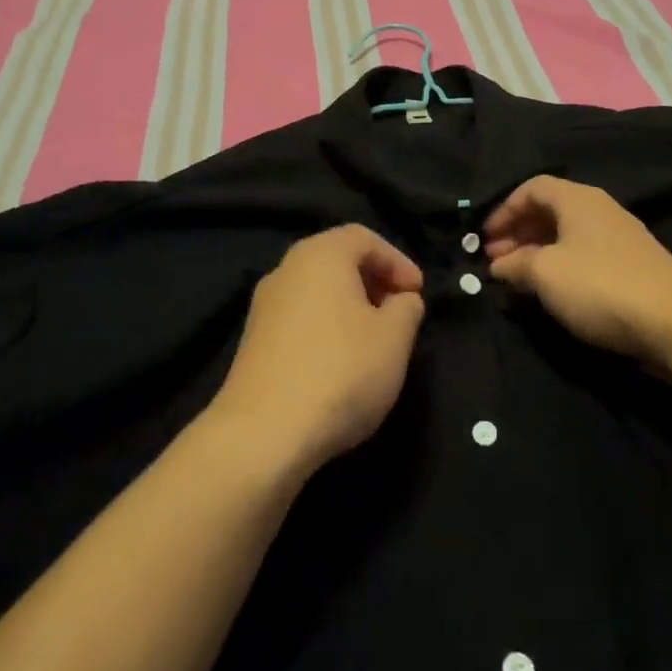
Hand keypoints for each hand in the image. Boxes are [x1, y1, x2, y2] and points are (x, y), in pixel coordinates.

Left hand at [212, 225, 426, 475]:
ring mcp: (264, 306)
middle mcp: (286, 270)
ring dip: (350, 306)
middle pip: (337, 260)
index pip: (364, 238)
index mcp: (320, 255)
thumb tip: (402, 300)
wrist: (263, 432)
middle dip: (374, 281)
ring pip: (317, 291)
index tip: (417, 294)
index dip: (397, 260)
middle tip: (400, 312)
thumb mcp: (394, 338)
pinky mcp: (253, 341)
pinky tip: (341, 363)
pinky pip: (299, 318)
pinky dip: (326, 327)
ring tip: (375, 341)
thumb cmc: (340, 371)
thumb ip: (407, 308)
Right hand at [485, 176, 671, 370]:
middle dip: (518, 233)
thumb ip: (515, 264)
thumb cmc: (601, 285)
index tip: (485, 239)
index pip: (532, 187)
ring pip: (567, 236)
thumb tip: (498, 265)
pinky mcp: (631, 268)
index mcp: (577, 199)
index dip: (504, 210)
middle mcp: (598, 210)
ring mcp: (618, 239)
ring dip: (537, 253)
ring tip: (517, 279)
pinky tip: (552, 293)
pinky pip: (584, 257)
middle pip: (549, 211)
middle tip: (496, 261)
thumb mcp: (544, 272)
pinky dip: (561, 268)